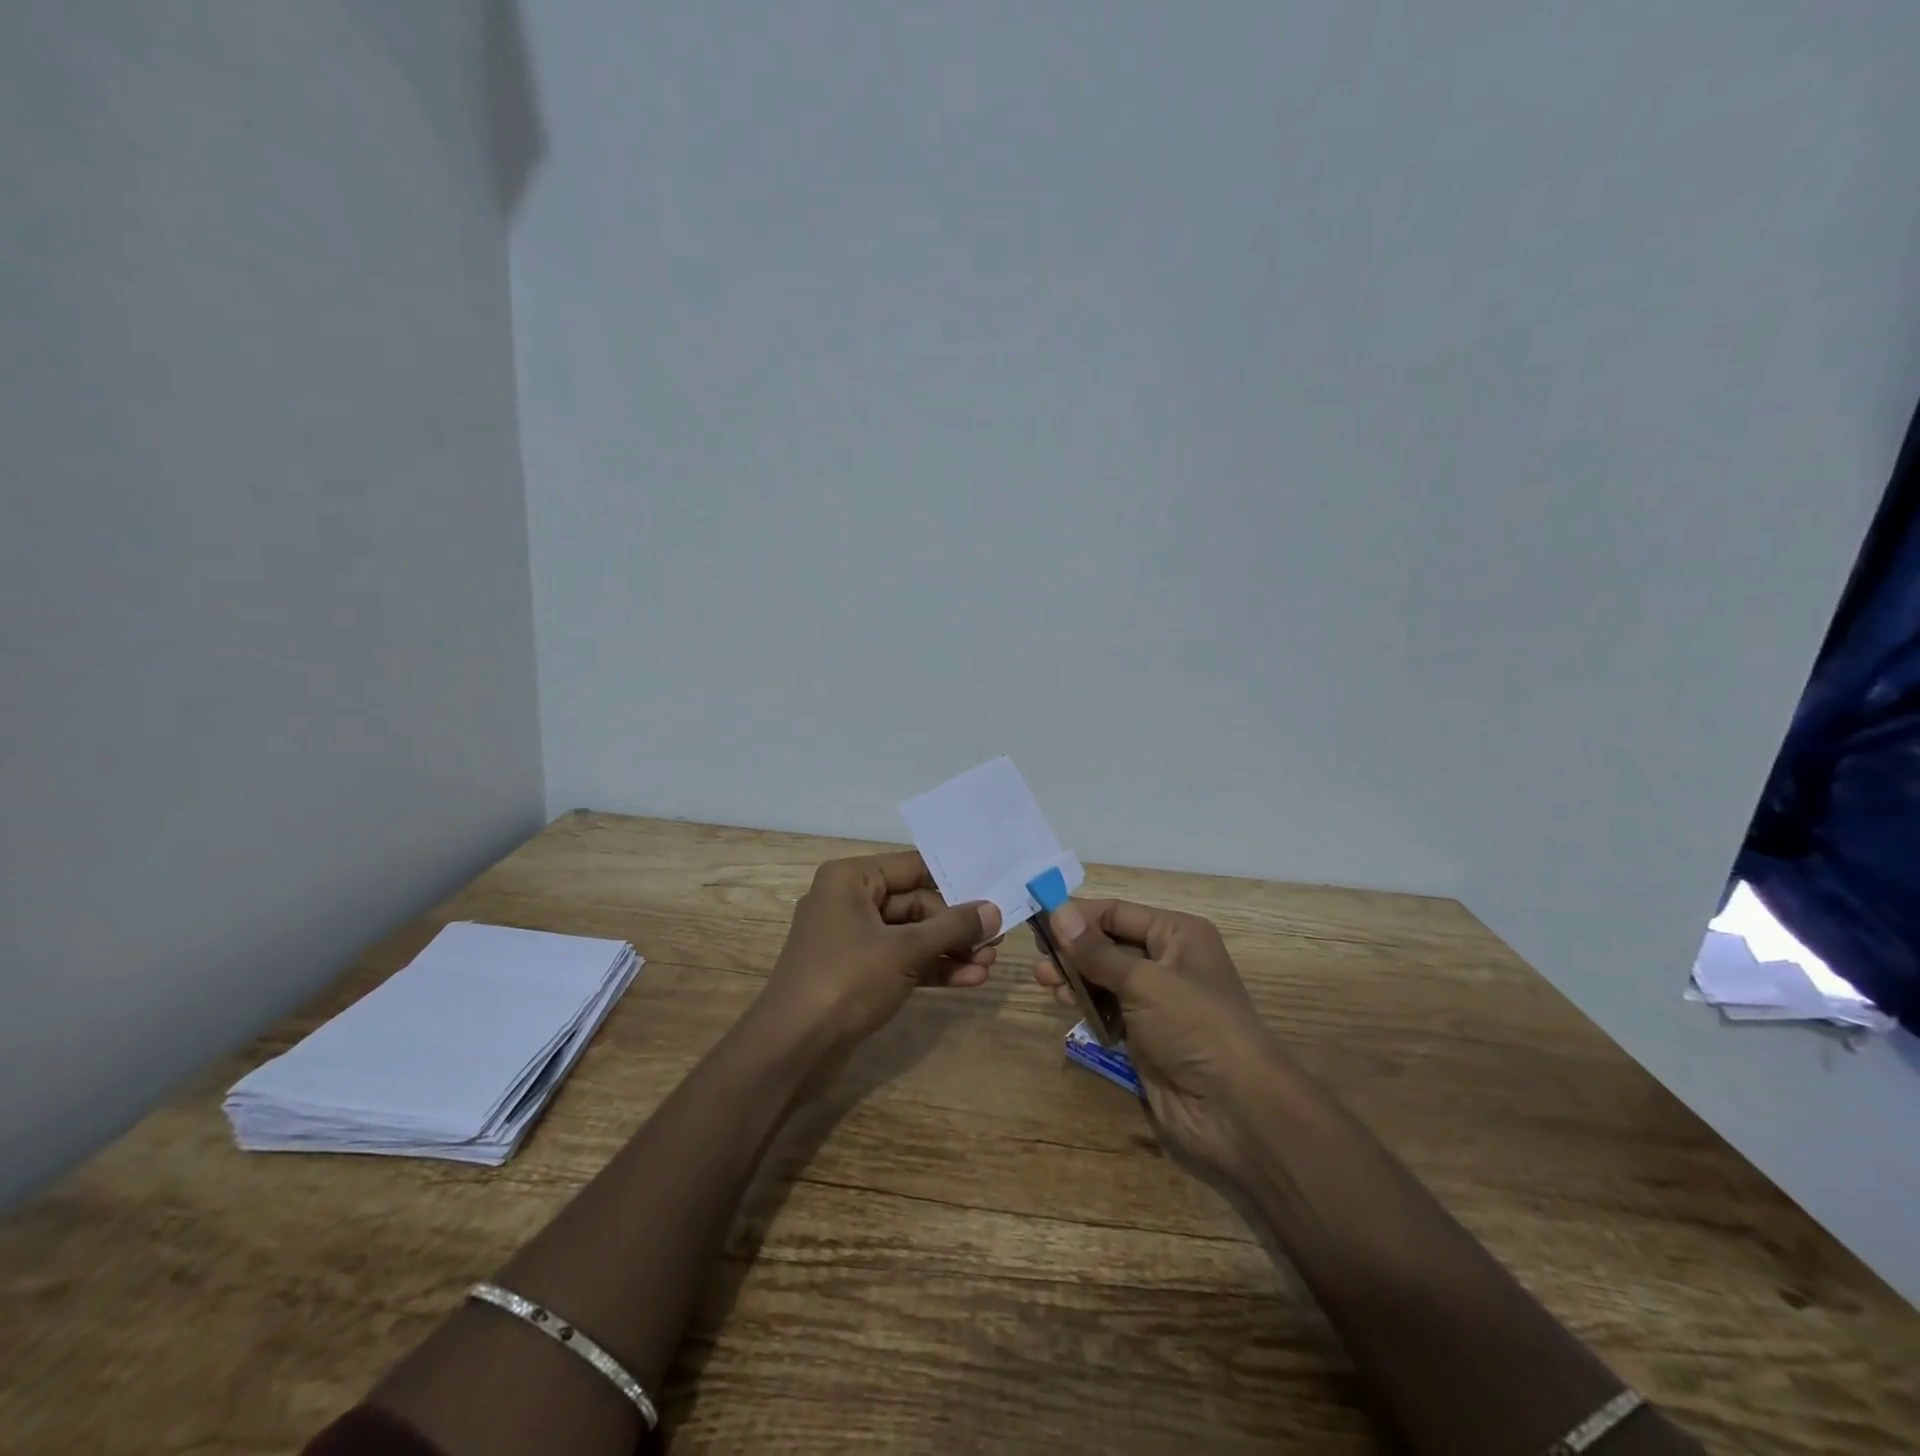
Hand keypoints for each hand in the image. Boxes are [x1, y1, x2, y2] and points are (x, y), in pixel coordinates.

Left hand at [759, 851, 1001, 1056]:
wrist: (791, 1050)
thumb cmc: (845, 981)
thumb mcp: (905, 950)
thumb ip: (952, 927)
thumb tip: (994, 910)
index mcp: (851, 879)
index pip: (914, 866)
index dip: (955, 879)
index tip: (994, 890)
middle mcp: (850, 901)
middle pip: (916, 903)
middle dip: (956, 926)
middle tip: (996, 942)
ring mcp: (853, 939)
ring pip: (912, 935)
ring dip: (950, 950)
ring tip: (988, 965)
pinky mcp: (857, 973)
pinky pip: (902, 961)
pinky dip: (932, 969)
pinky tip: (968, 980)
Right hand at [1031, 898, 1288, 1181]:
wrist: (1235, 1111)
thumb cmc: (1195, 1027)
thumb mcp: (1144, 982)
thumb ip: (1096, 951)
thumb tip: (1057, 911)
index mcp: (1178, 934)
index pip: (1118, 913)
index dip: (1078, 914)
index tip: (1038, 918)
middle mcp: (1168, 961)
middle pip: (1109, 943)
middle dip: (1073, 948)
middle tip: (1038, 957)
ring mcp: (1157, 1001)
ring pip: (1105, 977)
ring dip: (1075, 976)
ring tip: (1044, 981)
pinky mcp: (1146, 1035)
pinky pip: (1109, 1008)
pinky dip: (1086, 1004)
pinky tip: (1063, 1003)